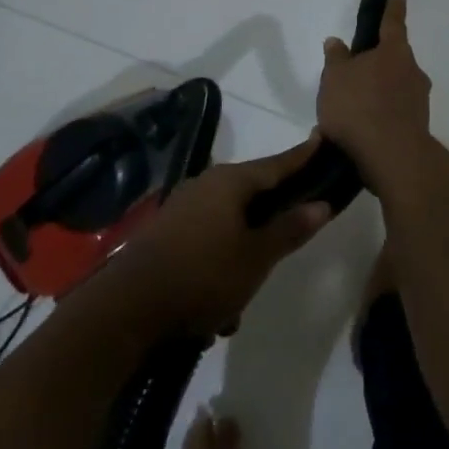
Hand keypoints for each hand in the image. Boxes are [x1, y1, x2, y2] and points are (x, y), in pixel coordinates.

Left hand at [111, 139, 331, 337]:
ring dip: (241, 256)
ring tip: (242, 300)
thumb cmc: (203, 275)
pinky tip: (215, 309)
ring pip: (227, 225)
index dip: (302, 156)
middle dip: (270, 219)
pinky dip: (217, 267)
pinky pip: (204, 243)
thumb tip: (321, 204)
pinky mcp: (164, 234)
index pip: (276, 164)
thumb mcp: (256, 257)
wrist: (127, 309)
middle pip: (250, 193)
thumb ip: (290, 229)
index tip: (321, 139)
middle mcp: (205, 185)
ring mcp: (181, 208)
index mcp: (230, 182)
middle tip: (291, 235)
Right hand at [317, 0, 448, 200]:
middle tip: (353, 77)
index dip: (393, 8)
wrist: (390, 156)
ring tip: (349, 114)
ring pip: (395, 89)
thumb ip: (336, 59)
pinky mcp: (418, 126)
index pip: (393, 23)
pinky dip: (380, 118)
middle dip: (377, 65)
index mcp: (394, 52)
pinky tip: (361, 133)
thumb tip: (336, 41)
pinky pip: (395, 114)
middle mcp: (413, 71)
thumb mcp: (335, 78)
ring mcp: (419, 100)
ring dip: (377, 95)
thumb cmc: (359, 106)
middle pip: (394, 60)